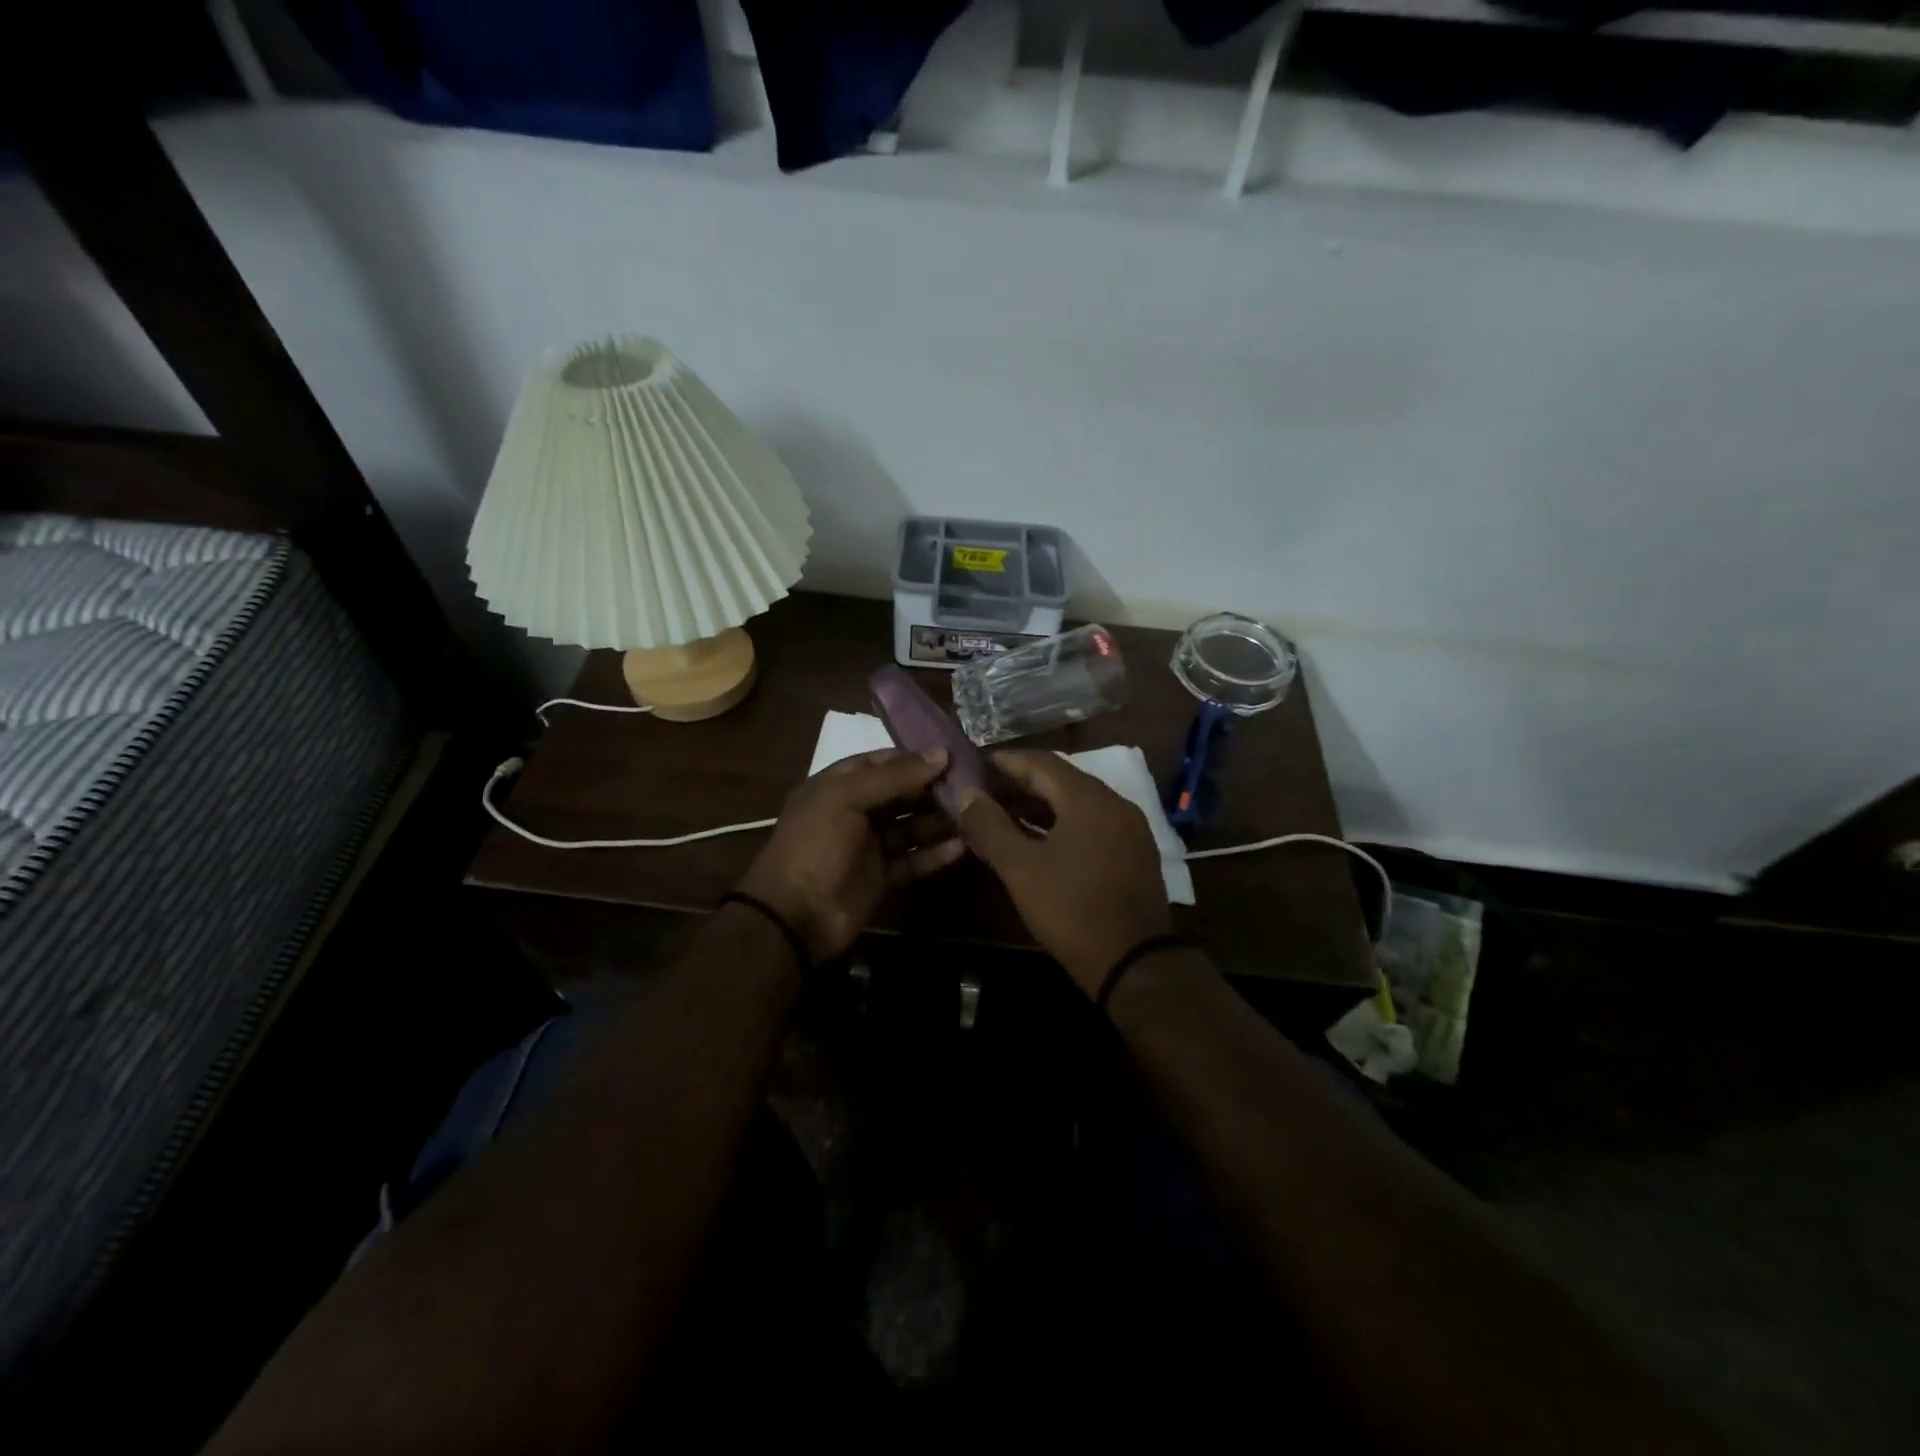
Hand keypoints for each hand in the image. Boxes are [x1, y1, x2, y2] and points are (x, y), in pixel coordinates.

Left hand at [736, 748, 964, 963]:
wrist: (795, 916)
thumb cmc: (816, 844)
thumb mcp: (846, 798)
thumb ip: (894, 776)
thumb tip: (941, 754)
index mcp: (837, 786)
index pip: (880, 762)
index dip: (913, 757)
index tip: (951, 755)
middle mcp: (854, 811)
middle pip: (900, 793)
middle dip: (932, 788)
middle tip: (972, 784)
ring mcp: (868, 846)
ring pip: (910, 827)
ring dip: (938, 820)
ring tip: (974, 813)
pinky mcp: (882, 877)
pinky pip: (913, 860)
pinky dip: (935, 854)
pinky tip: (962, 846)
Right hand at [958, 751, 1171, 996]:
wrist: (1132, 962)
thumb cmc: (1071, 909)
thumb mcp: (1020, 868)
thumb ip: (990, 826)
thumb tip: (966, 795)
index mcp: (1089, 799)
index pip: (1041, 762)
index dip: (1005, 762)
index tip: (975, 765)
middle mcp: (1115, 804)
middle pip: (1061, 780)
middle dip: (1021, 783)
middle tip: (984, 791)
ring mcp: (1129, 829)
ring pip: (1077, 803)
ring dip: (1040, 805)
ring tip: (1003, 814)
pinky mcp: (1134, 853)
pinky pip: (1092, 824)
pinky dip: (1062, 824)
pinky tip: (1037, 839)